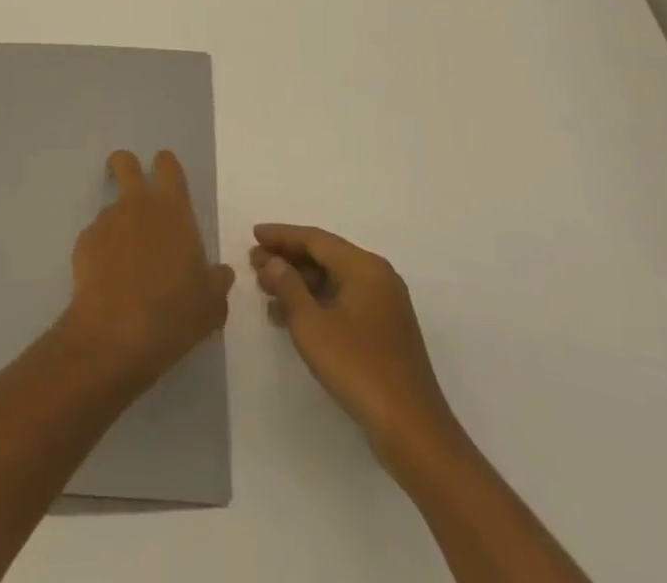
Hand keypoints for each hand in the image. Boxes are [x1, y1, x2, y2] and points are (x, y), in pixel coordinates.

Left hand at [61, 151, 235, 391]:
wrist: (115, 335)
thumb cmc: (173, 313)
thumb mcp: (211, 303)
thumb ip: (217, 281)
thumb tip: (220, 273)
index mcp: (172, 208)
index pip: (167, 164)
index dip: (166, 168)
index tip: (168, 183)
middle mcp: (136, 203)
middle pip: (124, 161)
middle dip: (125, 168)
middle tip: (134, 194)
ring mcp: (105, 221)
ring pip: (111, 208)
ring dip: (119, 226)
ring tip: (127, 268)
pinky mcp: (82, 243)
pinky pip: (95, 239)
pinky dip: (101, 253)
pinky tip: (109, 284)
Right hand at [251, 223, 458, 455]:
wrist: (413, 431)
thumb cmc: (358, 368)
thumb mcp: (312, 325)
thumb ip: (288, 286)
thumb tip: (274, 262)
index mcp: (364, 267)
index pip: (315, 239)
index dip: (281, 236)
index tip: (253, 234)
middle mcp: (377, 278)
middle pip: (325, 257)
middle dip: (288, 260)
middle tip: (254, 265)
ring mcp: (384, 305)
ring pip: (333, 281)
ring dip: (299, 284)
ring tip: (265, 292)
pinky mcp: (384, 331)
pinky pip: (343, 303)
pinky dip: (316, 304)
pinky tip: (289, 319)